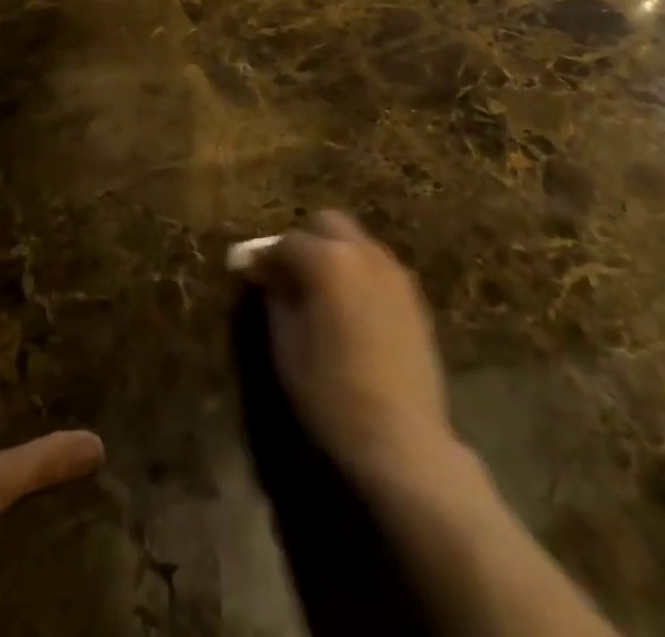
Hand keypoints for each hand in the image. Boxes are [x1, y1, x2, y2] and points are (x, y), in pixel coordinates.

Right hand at [244, 211, 457, 494]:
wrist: (403, 440)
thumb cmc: (332, 394)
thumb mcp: (286, 346)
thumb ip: (275, 298)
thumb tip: (267, 275)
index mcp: (328, 260)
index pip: (286, 242)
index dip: (264, 257)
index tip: (250, 274)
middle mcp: (364, 253)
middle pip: (327, 224)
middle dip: (305, 241)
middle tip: (288, 274)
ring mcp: (394, 273)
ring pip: (356, 242)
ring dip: (334, 254)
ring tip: (320, 292)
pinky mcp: (414, 297)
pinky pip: (377, 267)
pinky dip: (358, 273)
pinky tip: (350, 309)